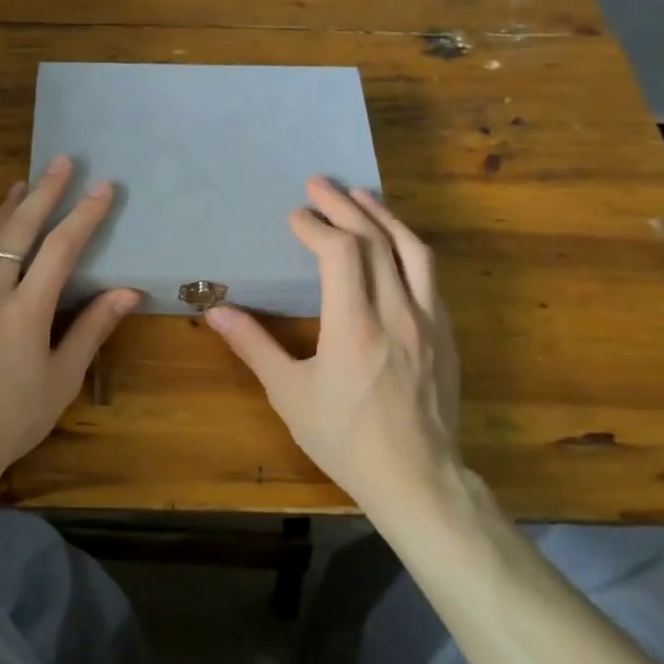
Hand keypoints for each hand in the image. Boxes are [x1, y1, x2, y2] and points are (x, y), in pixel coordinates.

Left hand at [0, 156, 140, 504]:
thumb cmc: (13, 419)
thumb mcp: (62, 379)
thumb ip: (92, 329)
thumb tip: (128, 292)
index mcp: (25, 312)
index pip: (59, 249)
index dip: (84, 215)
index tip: (102, 187)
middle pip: (18, 230)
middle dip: (43, 192)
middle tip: (62, 161)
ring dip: (8, 209)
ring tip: (24, 182)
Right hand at [205, 178, 462, 508]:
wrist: (418, 479)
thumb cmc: (344, 439)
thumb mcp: (290, 395)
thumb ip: (254, 346)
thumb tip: (216, 312)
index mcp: (355, 327)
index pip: (341, 253)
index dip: (317, 226)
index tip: (296, 217)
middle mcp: (397, 314)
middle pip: (376, 240)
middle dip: (345, 206)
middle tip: (319, 183)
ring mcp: (429, 322)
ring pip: (413, 251)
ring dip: (384, 216)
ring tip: (361, 195)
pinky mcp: (446, 335)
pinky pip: (430, 276)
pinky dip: (407, 247)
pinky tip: (394, 243)